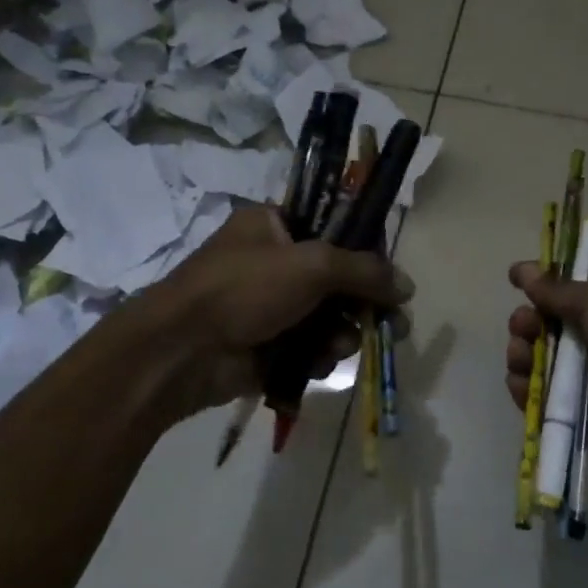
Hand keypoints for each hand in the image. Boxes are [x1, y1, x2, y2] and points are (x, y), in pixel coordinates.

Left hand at [153, 205, 412, 415]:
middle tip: (393, 321)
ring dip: (341, 332)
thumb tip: (408, 286)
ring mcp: (268, 306)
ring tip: (340, 345)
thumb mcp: (312, 265)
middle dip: (363, 302)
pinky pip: (310, 347)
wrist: (180, 352)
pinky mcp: (267, 346)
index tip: (389, 273)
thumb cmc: (242, 289)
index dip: (364, 250)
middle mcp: (272, 262)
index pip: (332, 228)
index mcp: (273, 225)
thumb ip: (364, 271)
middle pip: (336, 278)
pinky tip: (317, 362)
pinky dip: (318, 355)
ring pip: (327, 317)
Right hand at [505, 262, 587, 467]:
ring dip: (523, 353)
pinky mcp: (578, 417)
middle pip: (547, 331)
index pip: (567, 298)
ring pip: (538, 364)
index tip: (518, 282)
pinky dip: (525, 390)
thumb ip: (556, 289)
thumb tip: (521, 269)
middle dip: (527, 323)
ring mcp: (587, 383)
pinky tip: (520, 379)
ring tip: (523, 352)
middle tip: (524, 324)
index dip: (542, 290)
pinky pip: (540, 401)